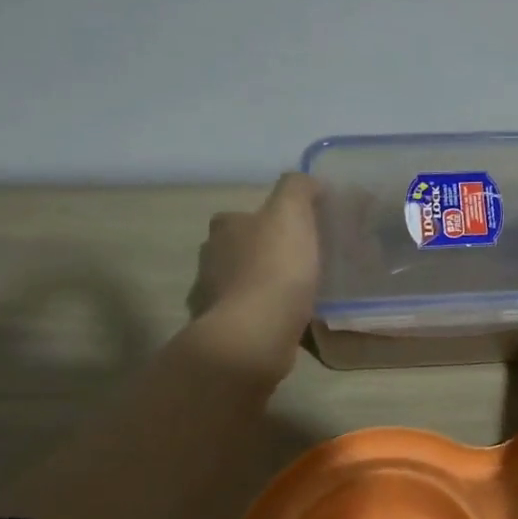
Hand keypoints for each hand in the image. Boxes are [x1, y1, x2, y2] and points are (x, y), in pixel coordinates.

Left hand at [190, 173, 322, 379]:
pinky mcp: (224, 333)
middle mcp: (209, 261)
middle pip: (237, 250)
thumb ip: (298, 188)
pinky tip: (288, 320)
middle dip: (261, 253)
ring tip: (297, 293)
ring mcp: (212, 300)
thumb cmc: (274, 268)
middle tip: (299, 260)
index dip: (265, 219)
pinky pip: (248, 317)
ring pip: (240, 284)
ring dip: (262, 286)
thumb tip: (308, 182)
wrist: (254, 336)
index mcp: (224, 229)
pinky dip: (264, 316)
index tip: (294, 229)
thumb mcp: (291, 213)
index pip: (240, 215)